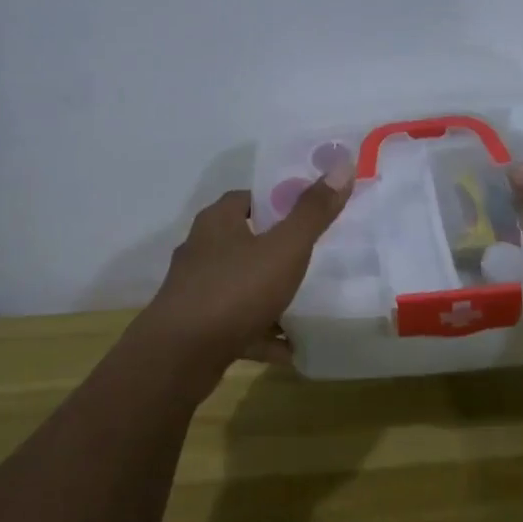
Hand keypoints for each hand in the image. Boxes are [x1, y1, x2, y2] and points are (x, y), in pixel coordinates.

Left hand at [128, 165, 353, 388]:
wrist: (180, 356)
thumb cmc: (234, 290)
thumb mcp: (284, 248)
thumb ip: (312, 212)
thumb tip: (342, 165)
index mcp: (217, 222)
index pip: (247, 197)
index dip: (277, 200)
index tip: (308, 211)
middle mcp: (202, 250)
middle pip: (244, 240)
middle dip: (276, 248)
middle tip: (314, 255)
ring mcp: (197, 291)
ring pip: (241, 286)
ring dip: (270, 295)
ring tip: (307, 303)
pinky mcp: (198, 327)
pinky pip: (238, 325)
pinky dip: (262, 334)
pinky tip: (289, 349)